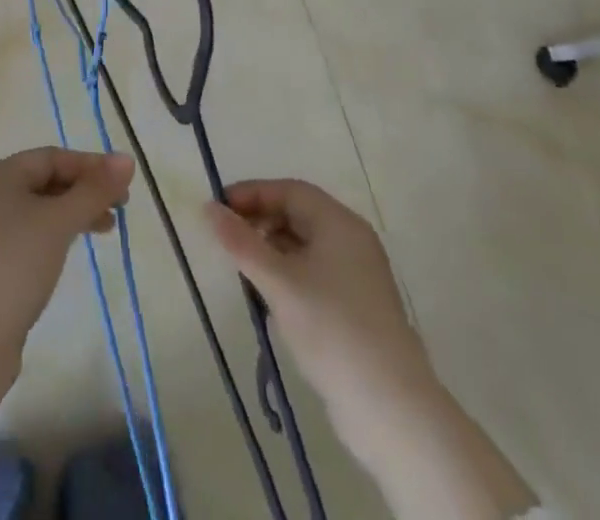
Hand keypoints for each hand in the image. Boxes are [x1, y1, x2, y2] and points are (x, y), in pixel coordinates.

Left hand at [0, 146, 135, 353]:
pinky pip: (29, 235)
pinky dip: (55, 235)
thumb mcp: (59, 222)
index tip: (122, 184)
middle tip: (119, 207)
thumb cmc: (14, 265)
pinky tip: (71, 250)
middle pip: (44, 181)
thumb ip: (94, 190)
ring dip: (73, 213)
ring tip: (105, 229)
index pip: (50, 157)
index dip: (90, 165)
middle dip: (84, 190)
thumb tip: (127, 159)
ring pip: (38, 210)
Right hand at [205, 178, 432, 437]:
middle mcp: (352, 240)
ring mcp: (358, 274)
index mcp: (339, 223)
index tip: (218, 208)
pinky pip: (315, 272)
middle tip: (227, 240)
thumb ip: (241, 243)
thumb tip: (208, 207)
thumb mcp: (278, 282)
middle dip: (260, 221)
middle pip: (298, 214)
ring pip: (305, 245)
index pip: (290, 190)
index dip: (252, 193)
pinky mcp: (358, 306)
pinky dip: (289, 273)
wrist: (390, 408)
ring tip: (244, 271)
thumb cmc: (331, 329)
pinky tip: (271, 297)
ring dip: (272, 249)